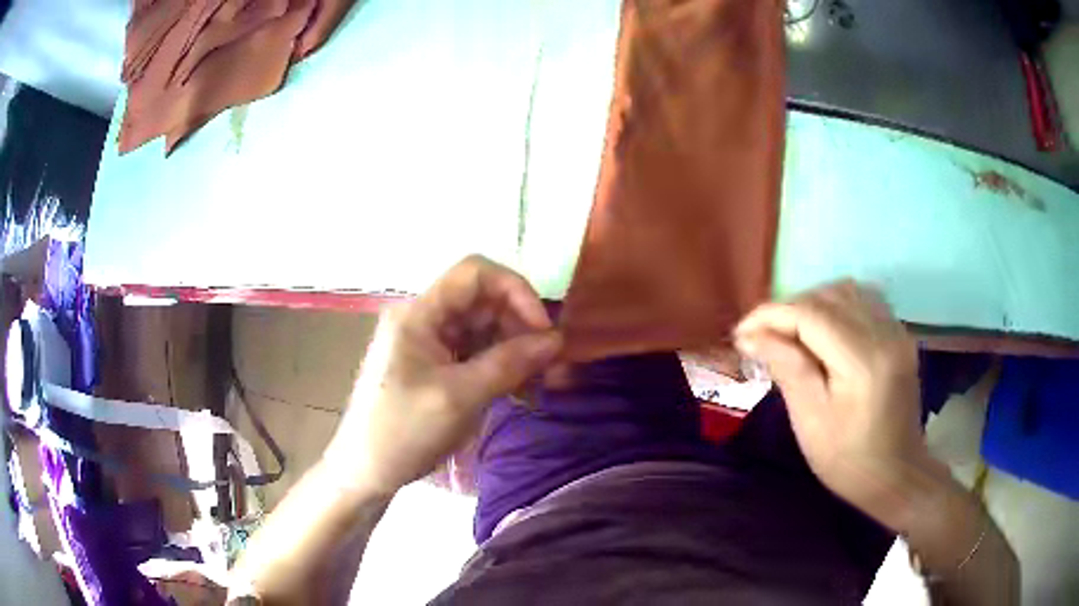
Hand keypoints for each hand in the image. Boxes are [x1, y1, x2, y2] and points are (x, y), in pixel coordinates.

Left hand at [323, 256, 561, 495]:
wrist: (365, 472)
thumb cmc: (403, 432)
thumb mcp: (460, 397)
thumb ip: (509, 363)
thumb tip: (557, 340)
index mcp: (419, 313)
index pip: (475, 273)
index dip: (515, 291)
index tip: (543, 329)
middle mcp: (425, 319)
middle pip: (483, 302)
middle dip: (521, 327)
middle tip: (549, 365)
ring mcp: (429, 344)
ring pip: (484, 330)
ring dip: (515, 351)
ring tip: (539, 385)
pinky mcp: (436, 367)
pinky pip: (476, 354)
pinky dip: (501, 368)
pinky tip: (519, 392)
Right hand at [734, 281, 934, 526]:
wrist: (896, 475)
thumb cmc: (848, 460)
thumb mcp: (810, 421)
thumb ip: (787, 368)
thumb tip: (752, 334)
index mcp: (863, 361)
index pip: (810, 314)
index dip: (771, 315)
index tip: (741, 333)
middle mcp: (885, 333)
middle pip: (828, 295)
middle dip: (788, 308)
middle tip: (762, 336)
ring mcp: (896, 331)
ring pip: (846, 291)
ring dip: (812, 303)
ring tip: (790, 331)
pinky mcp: (899, 335)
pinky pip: (863, 300)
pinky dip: (835, 306)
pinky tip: (823, 330)